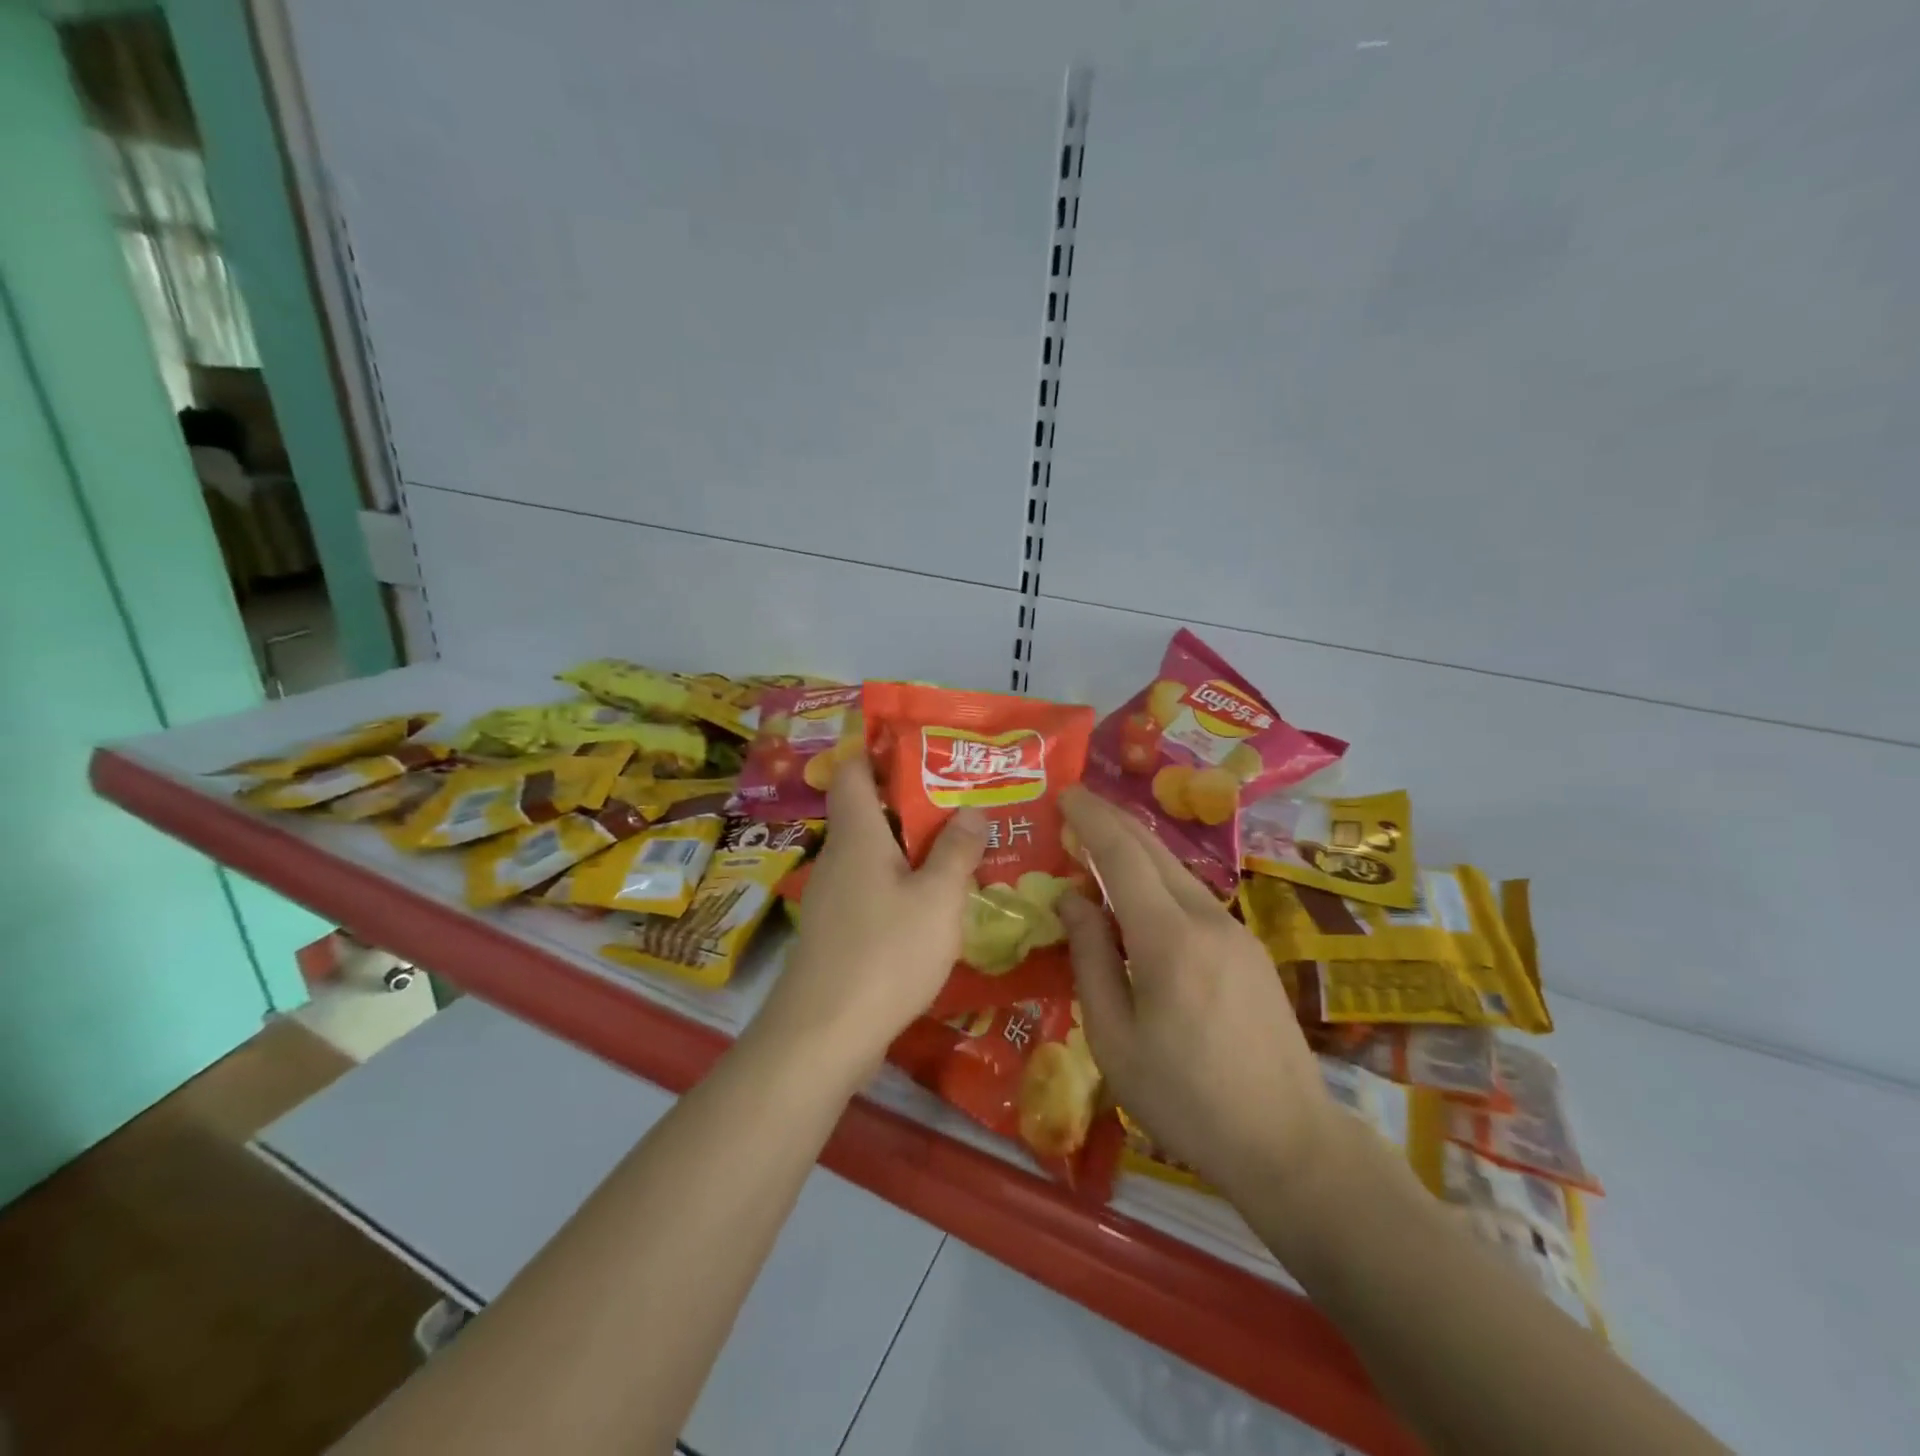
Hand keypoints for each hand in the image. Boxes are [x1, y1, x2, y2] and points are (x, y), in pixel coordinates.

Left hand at [759, 758, 985, 1073]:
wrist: (823, 1035)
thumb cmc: (885, 952)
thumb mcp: (938, 898)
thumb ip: (958, 851)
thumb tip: (972, 810)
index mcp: (857, 834)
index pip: (853, 770)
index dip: (879, 751)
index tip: (922, 750)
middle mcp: (839, 857)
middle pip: (869, 812)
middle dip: (914, 803)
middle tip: (964, 803)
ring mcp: (833, 896)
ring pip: (875, 854)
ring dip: (912, 848)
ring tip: (962, 850)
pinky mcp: (837, 931)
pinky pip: (873, 890)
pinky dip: (902, 885)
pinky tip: (935, 906)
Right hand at [1057, 787, 1334, 1199]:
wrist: (1289, 1143)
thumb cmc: (1185, 1100)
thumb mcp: (1115, 1040)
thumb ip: (1090, 960)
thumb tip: (1072, 901)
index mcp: (1168, 940)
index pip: (1122, 856)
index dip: (1091, 819)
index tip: (1065, 793)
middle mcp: (1207, 920)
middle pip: (1154, 851)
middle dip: (1113, 821)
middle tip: (1076, 806)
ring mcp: (1236, 932)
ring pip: (1176, 872)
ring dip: (1135, 852)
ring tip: (1098, 850)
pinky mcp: (1250, 951)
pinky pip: (1193, 898)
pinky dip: (1158, 882)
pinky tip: (1140, 902)